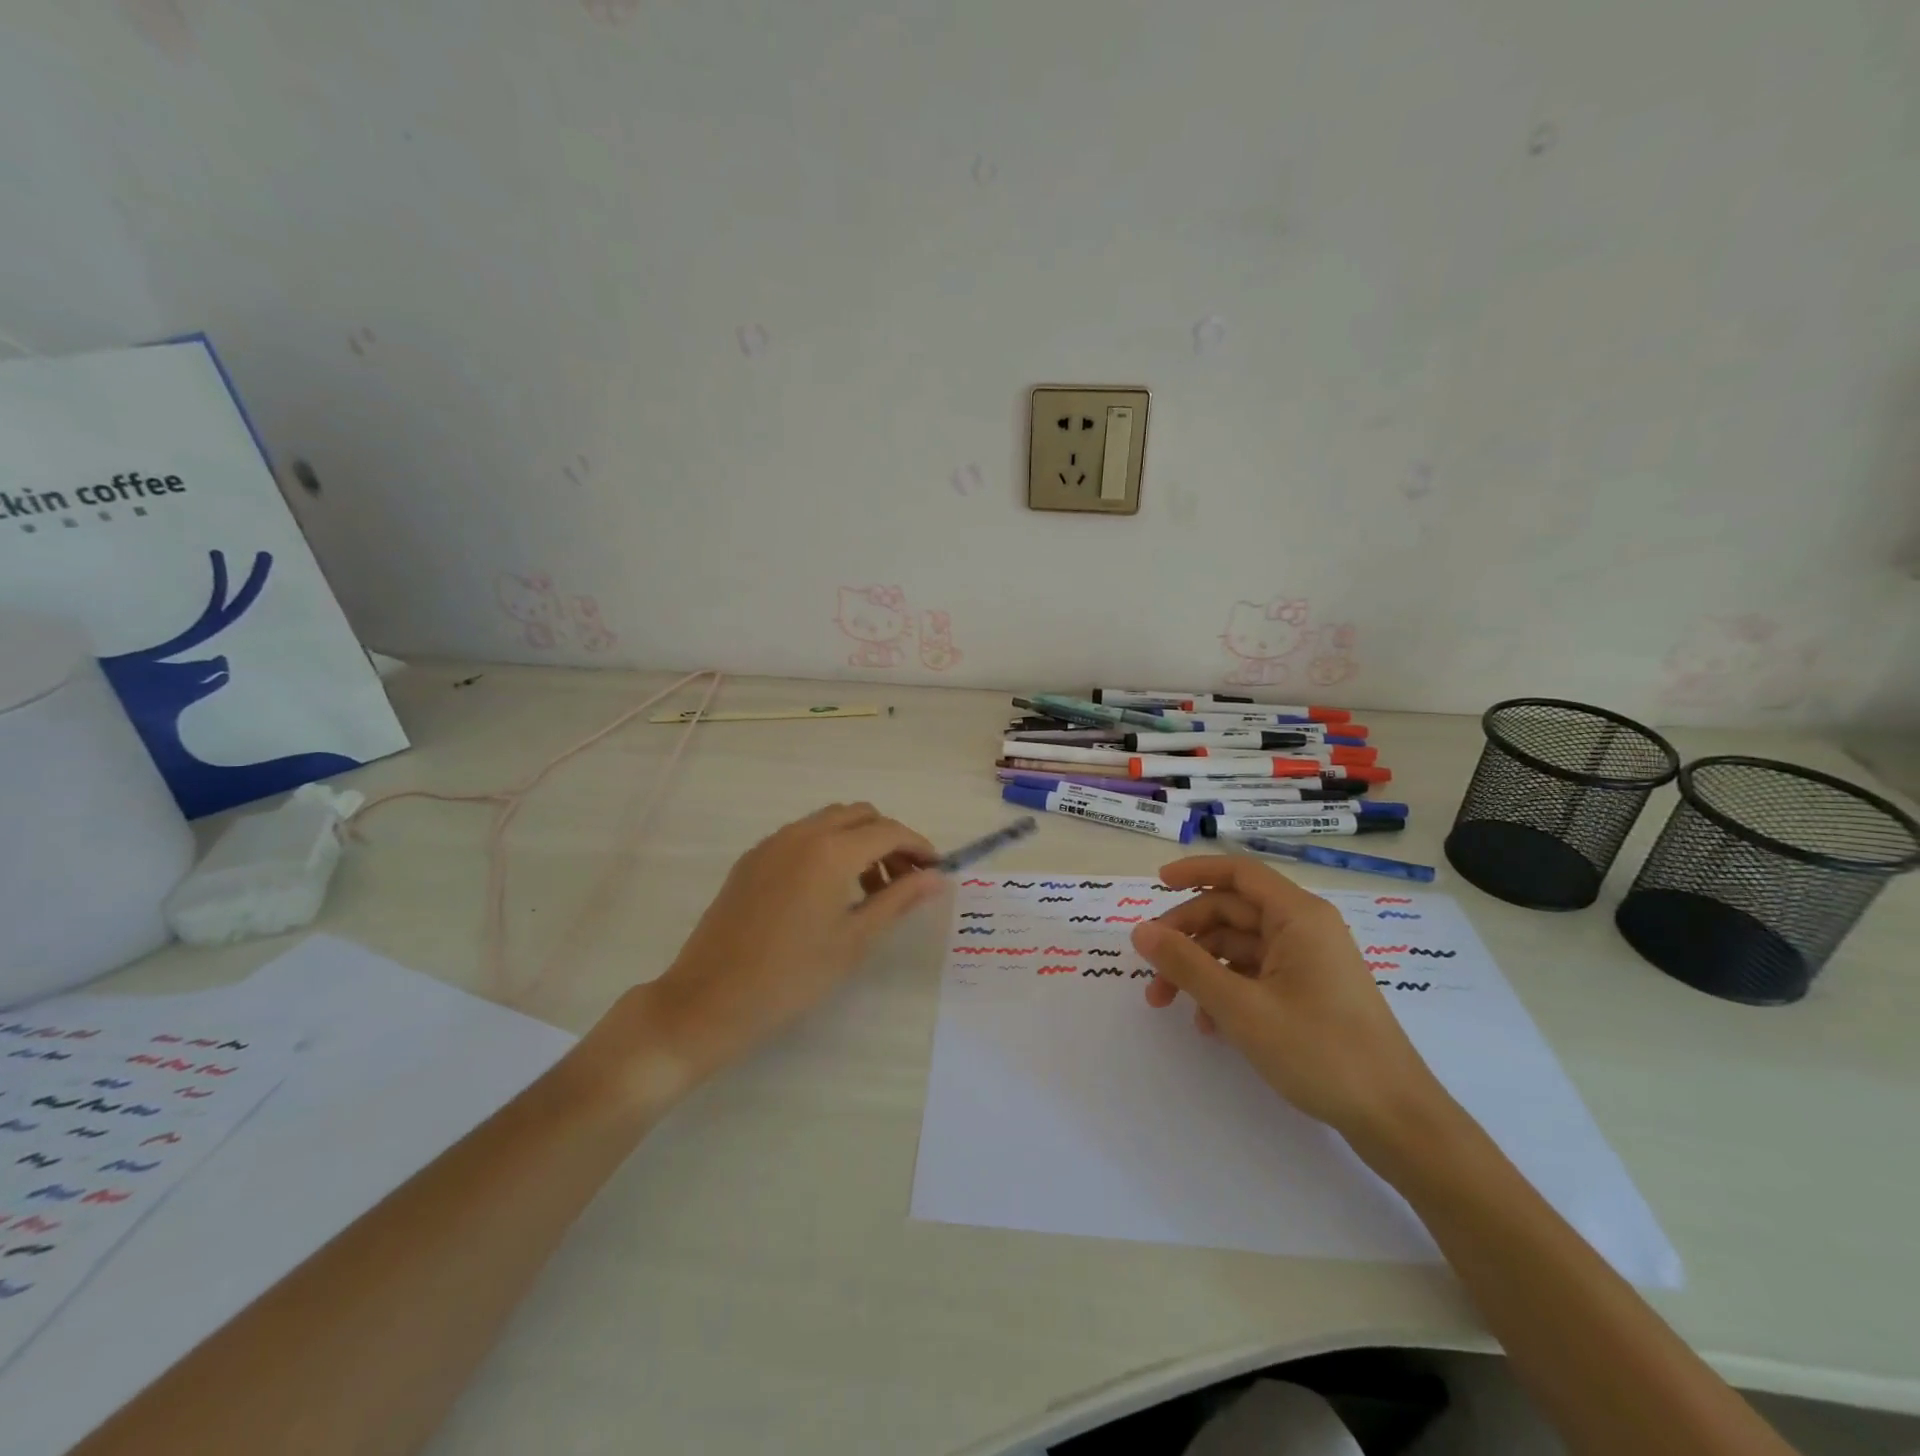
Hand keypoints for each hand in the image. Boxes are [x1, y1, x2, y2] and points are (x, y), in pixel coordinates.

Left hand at [591, 804, 941, 1104]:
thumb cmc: (791, 976)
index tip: (935, 870)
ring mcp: (771, 844)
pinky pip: (801, 836)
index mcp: (831, 851)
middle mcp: (801, 834)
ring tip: (868, 889)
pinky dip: (827, 848)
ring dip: (857, 841)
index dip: (918, 846)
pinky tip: (827, 891)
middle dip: (889, 839)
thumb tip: (936, 878)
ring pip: (828, 821)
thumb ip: (898, 900)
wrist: (708, 1000)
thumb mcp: (854, 941)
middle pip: (860, 815)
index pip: (889, 832)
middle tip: (903, 880)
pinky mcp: (751, 859)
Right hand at [1130, 856, 1446, 1145]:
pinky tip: (1208, 1024)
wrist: (1395, 1119)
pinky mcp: (1311, 993)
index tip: (1156, 885)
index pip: (1238, 873)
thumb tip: (1140, 931)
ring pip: (1239, 948)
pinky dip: (1226, 990)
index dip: (1194, 872)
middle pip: (1231, 913)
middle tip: (1150, 968)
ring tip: (1168, 1003)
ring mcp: (1309, 963)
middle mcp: (1304, 930)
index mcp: (1297, 917)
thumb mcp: (1241, 1007)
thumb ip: (1186, 964)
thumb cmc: (1320, 1051)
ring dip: (1200, 969)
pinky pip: (1256, 975)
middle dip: (1186, 937)